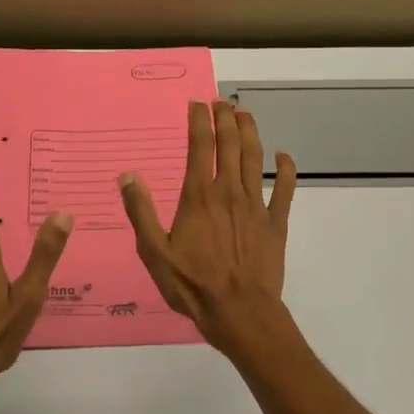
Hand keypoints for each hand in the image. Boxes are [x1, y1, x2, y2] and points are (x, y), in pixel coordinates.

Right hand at [119, 99, 297, 357]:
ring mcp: (256, 206)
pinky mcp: (275, 223)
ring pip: (255, 159)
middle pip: (230, 145)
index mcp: (199, 196)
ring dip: (251, 133)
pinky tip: (284, 156)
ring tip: (245, 114)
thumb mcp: (155, 253)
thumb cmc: (193, 285)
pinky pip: (284, 190)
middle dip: (226, 119)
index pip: (200, 147)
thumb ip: (141, 212)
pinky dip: (286, 170)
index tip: (197, 103)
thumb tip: (127, 176)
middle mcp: (229, 192)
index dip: (199, 122)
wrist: (240, 312)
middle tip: (223, 101)